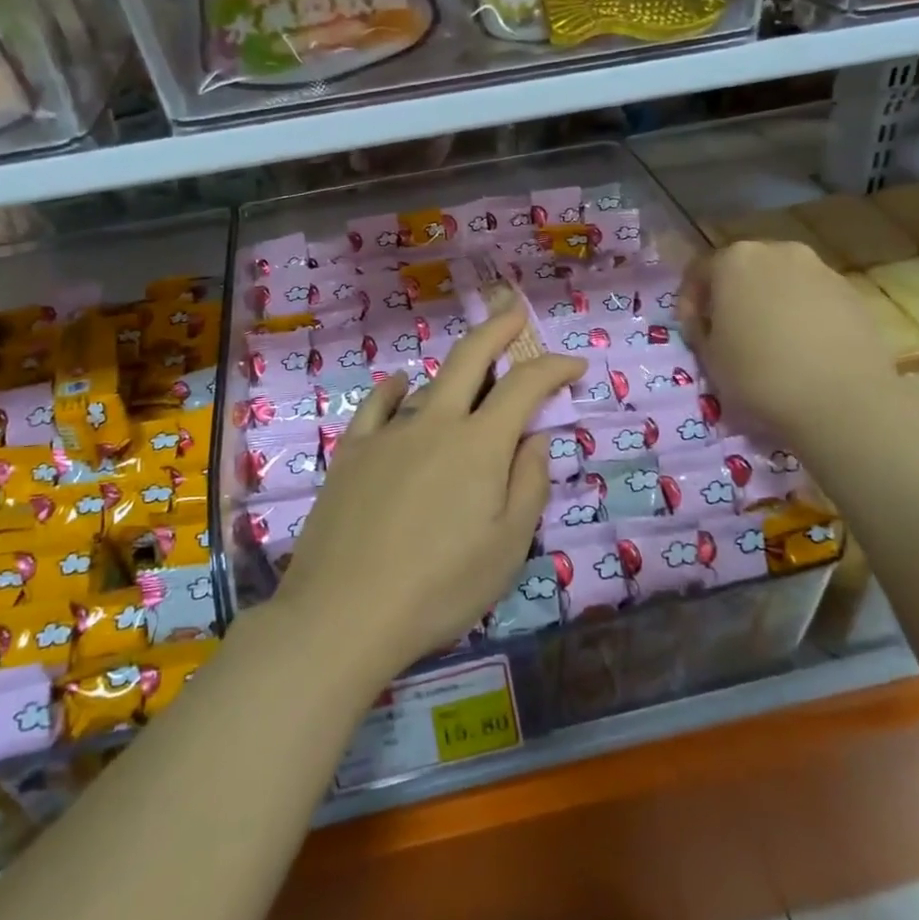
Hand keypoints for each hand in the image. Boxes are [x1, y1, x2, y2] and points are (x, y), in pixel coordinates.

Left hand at [275, 298, 585, 678]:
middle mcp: (435, 423)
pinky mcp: (352, 451)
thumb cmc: (440, 588)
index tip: (574, 365)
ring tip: (470, 368)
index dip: (553, 369)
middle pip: (471, 359)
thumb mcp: (507, 548)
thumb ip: (529, 485)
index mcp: (479, 446)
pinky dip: (394, 388)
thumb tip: (536, 439)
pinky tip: (400, 383)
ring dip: (455, 369)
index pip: (525, 388)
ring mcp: (388, 433)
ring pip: (428, 383)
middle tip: (513, 308)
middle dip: (498, 328)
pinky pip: (376, 405)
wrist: (344, 611)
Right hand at [679, 240, 896, 436]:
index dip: (689, 303)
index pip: (698, 271)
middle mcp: (778, 251)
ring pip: (782, 281)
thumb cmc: (760, 374)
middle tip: (729, 333)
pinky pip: (814, 298)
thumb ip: (703, 330)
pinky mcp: (852, 293)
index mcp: (735, 260)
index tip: (693, 333)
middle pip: (744, 269)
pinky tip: (804, 349)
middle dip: (733, 297)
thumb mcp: (708, 357)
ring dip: (770, 304)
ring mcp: (820, 269)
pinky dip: (802, 315)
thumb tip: (712, 324)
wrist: (842, 400)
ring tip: (771, 343)